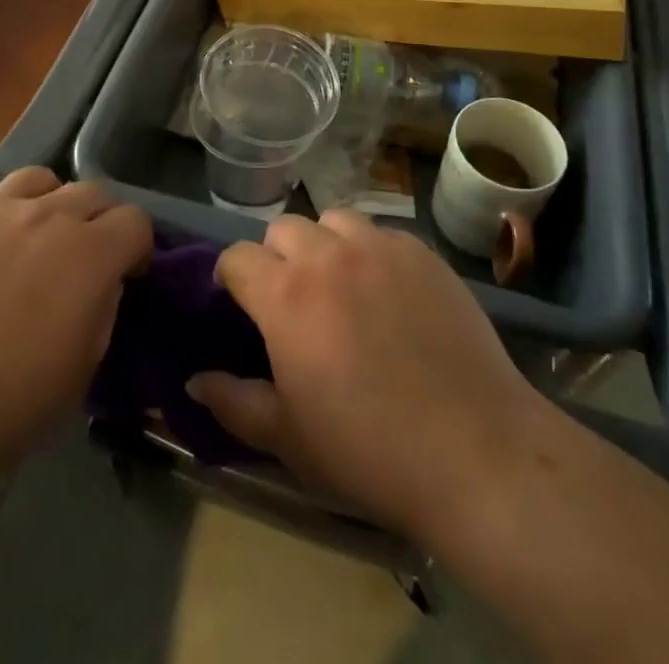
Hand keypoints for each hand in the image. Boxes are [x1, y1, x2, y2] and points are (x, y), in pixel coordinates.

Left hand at [0, 167, 150, 484]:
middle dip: (99, 221)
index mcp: (89, 253)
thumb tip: (102, 283)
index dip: (137, 246)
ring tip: (33, 237)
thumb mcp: (81, 370)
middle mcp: (46, 215)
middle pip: (92, 191)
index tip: (128, 273)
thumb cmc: (5, 407)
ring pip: (37, 179)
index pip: (135, 220)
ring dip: (48, 203)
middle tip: (83, 258)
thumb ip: (102, 310)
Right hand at [187, 210, 559, 548]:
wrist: (475, 449)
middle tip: (293, 299)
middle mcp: (329, 254)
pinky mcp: (422, 252)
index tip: (237, 302)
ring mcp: (380, 246)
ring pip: (334, 219)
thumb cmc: (368, 449)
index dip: (230, 276)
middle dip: (277, 256)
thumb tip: (194, 380)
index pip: (237, 256)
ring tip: (341, 284)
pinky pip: (382, 234)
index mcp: (286, 294)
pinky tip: (389, 293)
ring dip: (325, 244)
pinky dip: (372, 252)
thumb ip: (233, 401)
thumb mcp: (288, 437)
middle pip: (284, 227)